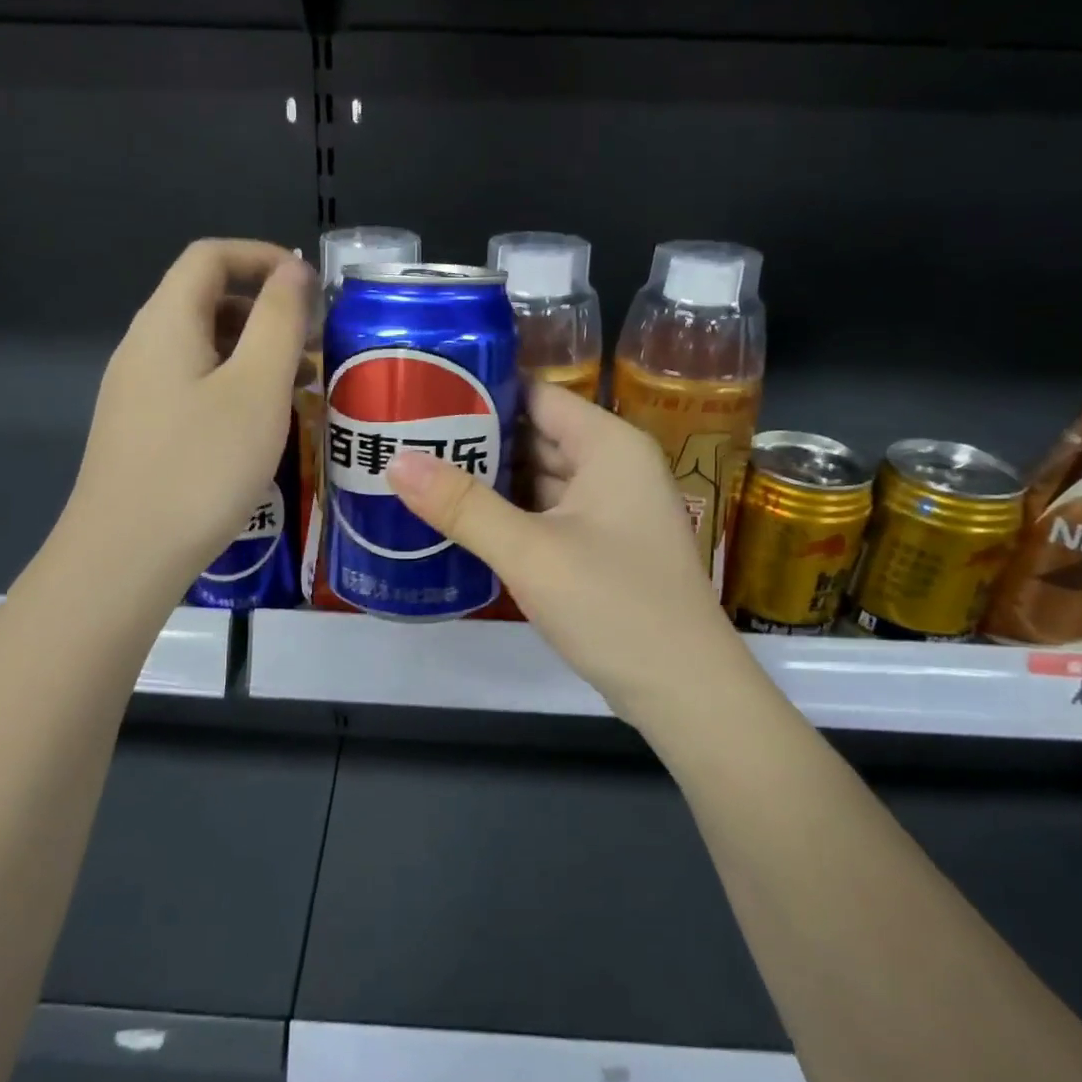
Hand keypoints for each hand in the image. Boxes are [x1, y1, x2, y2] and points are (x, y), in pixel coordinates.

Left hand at [63, 239, 311, 595]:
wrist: (126, 556)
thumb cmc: (202, 465)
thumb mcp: (256, 387)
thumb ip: (278, 320)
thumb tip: (292, 269)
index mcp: (167, 322)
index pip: (210, 257)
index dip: (262, 257)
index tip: (311, 286)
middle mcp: (144, 346)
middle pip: (207, 301)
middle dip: (267, 310)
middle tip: (317, 344)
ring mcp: (138, 391)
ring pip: (204, 349)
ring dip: (256, 353)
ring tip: (304, 387)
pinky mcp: (143, 430)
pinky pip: (195, 386)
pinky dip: (236, 387)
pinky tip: (264, 425)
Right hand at [387, 381, 746, 723]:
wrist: (685, 691)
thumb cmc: (615, 605)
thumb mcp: (531, 553)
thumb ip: (463, 505)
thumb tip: (395, 460)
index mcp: (609, 445)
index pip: (537, 394)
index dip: (482, 390)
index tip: (424, 392)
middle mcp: (614, 466)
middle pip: (536, 435)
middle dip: (476, 439)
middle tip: (407, 436)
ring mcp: (610, 510)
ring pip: (539, 478)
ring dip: (489, 480)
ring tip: (420, 473)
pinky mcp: (602, 548)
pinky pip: (547, 515)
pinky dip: (508, 515)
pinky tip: (460, 521)